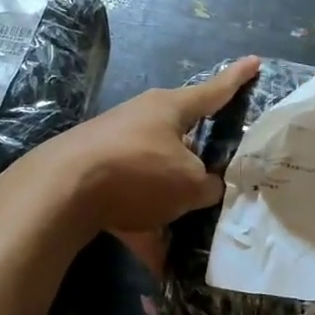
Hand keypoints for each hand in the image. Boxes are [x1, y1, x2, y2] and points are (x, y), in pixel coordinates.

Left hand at [28, 55, 261, 271]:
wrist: (60, 191)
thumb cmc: (138, 173)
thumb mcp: (189, 184)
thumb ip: (208, 184)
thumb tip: (208, 186)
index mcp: (169, 108)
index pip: (213, 91)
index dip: (236, 79)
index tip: (254, 61)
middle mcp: (140, 117)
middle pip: (180, 133)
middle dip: (197, 155)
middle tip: (217, 173)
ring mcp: (113, 143)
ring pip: (155, 169)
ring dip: (170, 196)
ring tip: (185, 226)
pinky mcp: (93, 171)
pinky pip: (131, 196)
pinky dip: (143, 221)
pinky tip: (151, 253)